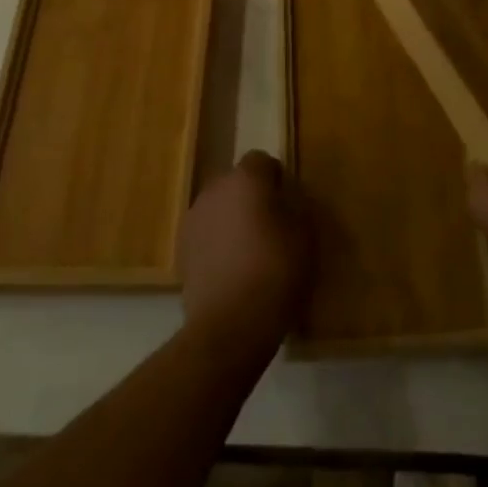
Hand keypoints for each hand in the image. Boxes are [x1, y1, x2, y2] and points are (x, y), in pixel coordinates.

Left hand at [179, 150, 312, 355]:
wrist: (230, 325)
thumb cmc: (275, 271)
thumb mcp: (305, 234)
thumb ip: (296, 205)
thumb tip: (287, 197)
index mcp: (246, 178)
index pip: (262, 160)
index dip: (276, 178)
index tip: (288, 203)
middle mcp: (214, 189)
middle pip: (237, 183)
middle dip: (252, 197)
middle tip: (272, 226)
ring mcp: (194, 219)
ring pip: (219, 208)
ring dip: (233, 220)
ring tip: (250, 251)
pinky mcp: (182, 250)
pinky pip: (207, 234)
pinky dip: (218, 243)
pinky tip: (232, 270)